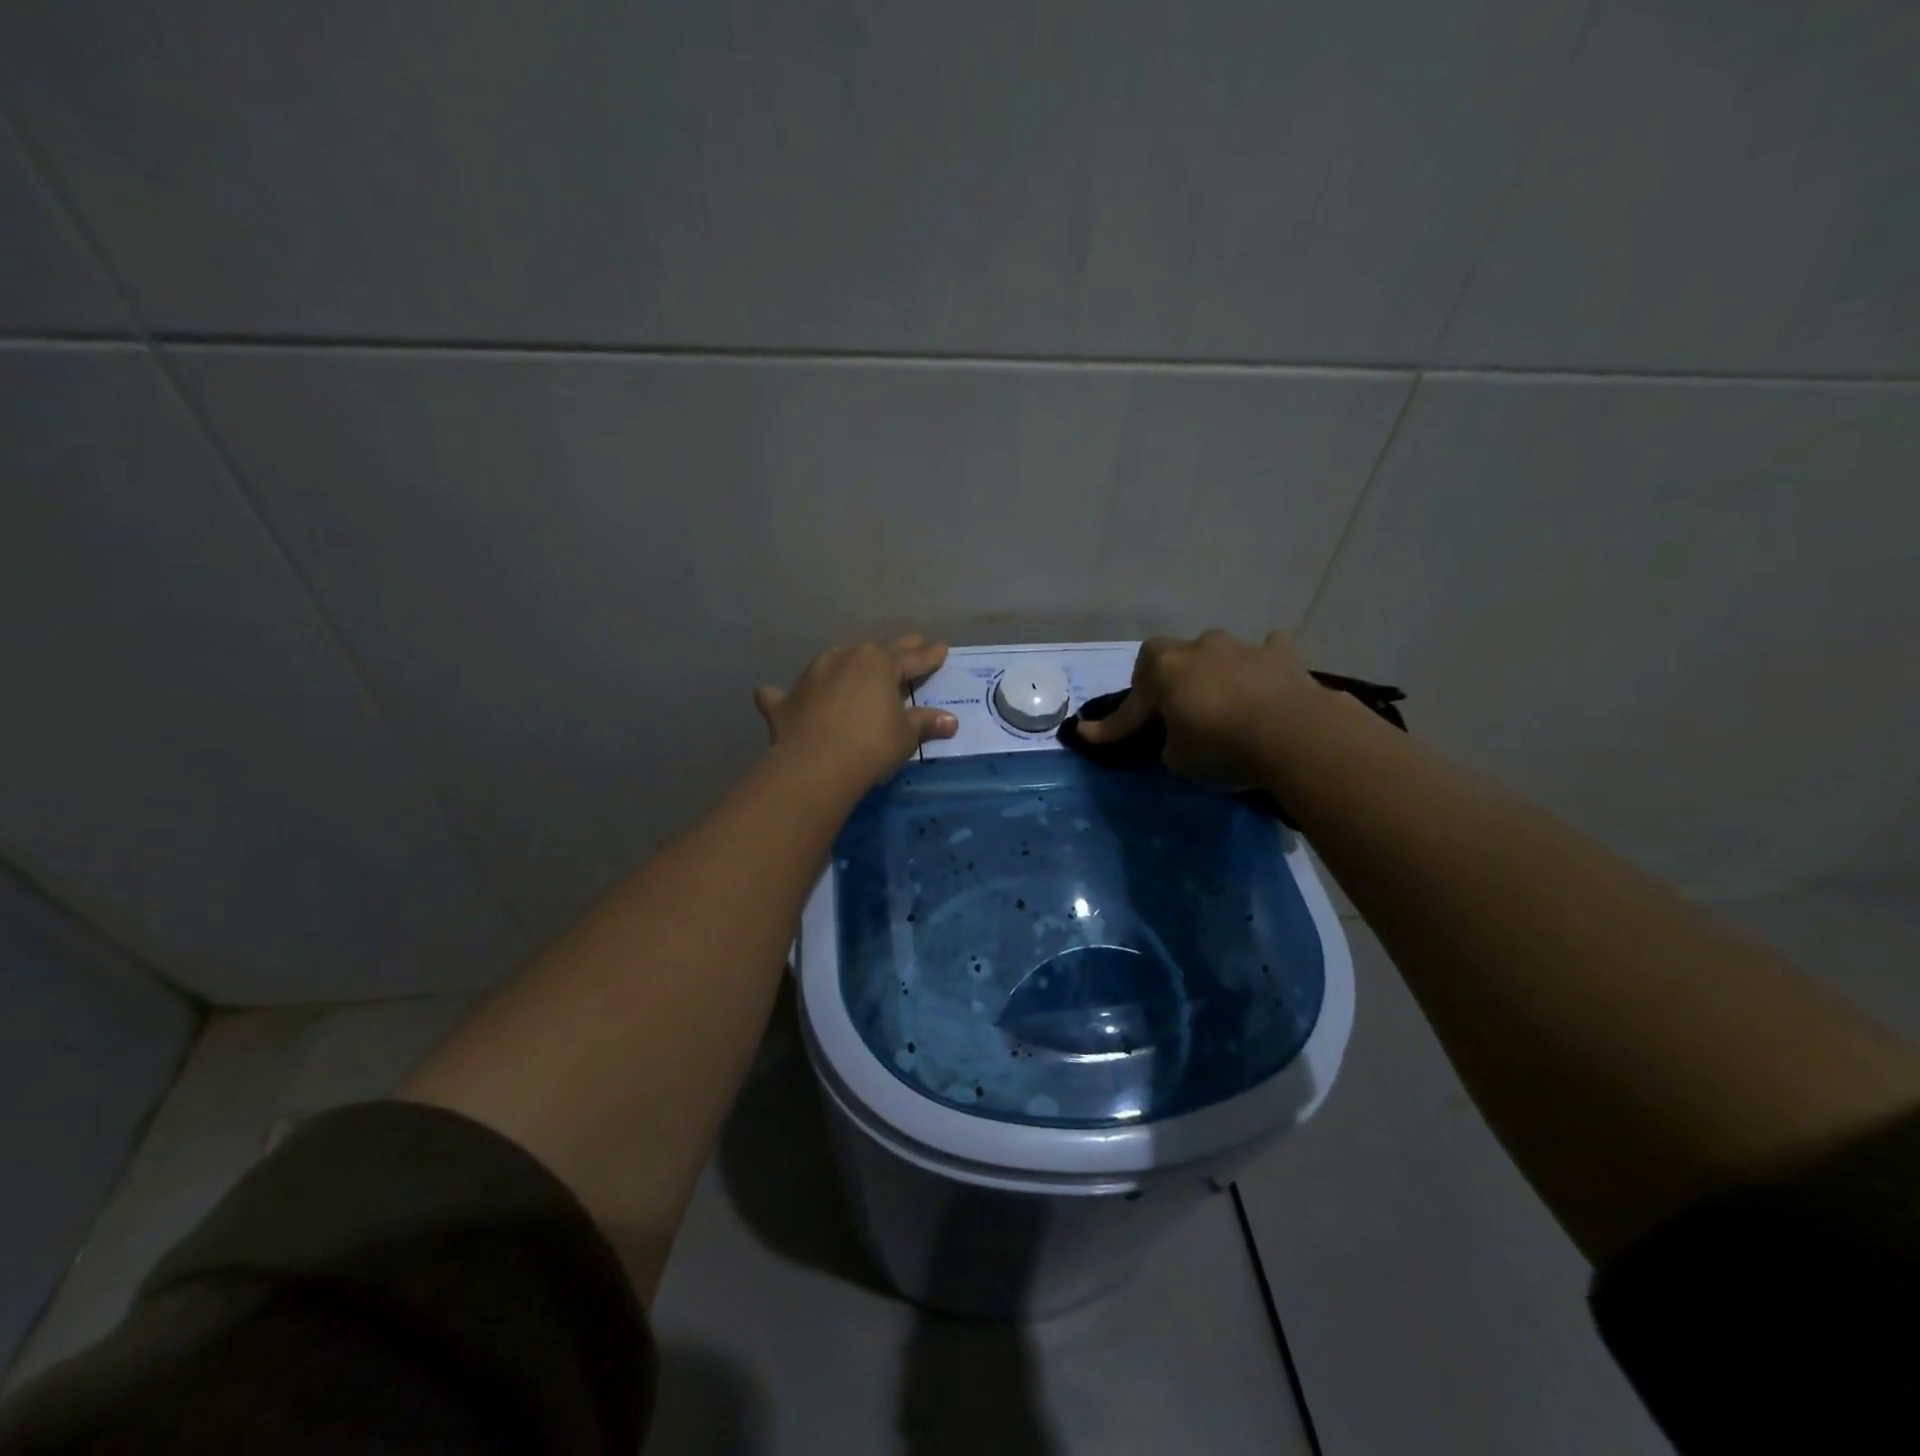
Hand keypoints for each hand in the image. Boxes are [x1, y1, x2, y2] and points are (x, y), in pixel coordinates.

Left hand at [754, 636, 958, 788]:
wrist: (816, 764)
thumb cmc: (872, 744)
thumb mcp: (906, 735)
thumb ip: (925, 722)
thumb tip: (950, 721)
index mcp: (879, 663)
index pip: (912, 658)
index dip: (929, 656)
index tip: (942, 648)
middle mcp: (844, 658)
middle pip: (874, 653)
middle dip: (895, 650)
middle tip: (912, 643)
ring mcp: (811, 675)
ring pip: (833, 664)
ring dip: (845, 668)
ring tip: (853, 672)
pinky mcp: (785, 700)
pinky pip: (786, 693)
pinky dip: (789, 696)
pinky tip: (775, 696)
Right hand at [1077, 629, 1324, 785]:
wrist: (1296, 733)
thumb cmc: (1223, 747)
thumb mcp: (1179, 760)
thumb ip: (1170, 744)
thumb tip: (1178, 737)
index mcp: (1163, 673)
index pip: (1129, 706)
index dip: (1109, 727)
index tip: (1087, 735)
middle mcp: (1197, 649)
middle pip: (1166, 655)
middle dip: (1161, 676)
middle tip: (1166, 704)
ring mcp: (1241, 647)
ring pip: (1214, 650)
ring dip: (1211, 669)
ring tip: (1219, 696)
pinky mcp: (1281, 655)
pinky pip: (1265, 651)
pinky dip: (1261, 664)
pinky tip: (1264, 679)